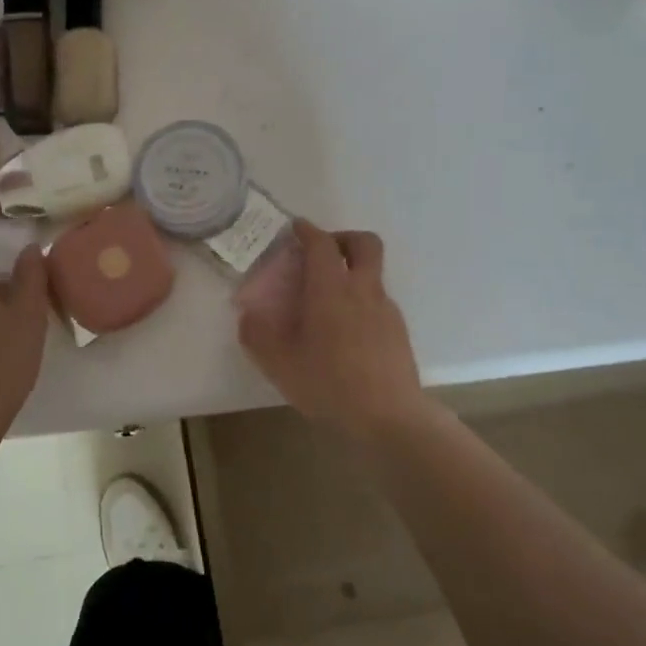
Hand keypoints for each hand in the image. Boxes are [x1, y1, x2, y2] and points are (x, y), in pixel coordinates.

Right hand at [238, 220, 430, 439]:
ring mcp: (386, 309)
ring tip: (326, 303)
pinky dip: (360, 302)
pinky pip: (377, 302)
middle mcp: (363, 290)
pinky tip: (344, 334)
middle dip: (342, 238)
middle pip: (364, 243)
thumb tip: (247, 315)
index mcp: (332, 289)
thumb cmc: (329, 384)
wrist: (389, 417)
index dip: (307, 230)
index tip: (295, 228)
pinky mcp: (398, 331)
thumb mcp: (279, 364)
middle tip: (321, 254)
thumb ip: (257, 335)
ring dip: (351, 273)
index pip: (321, 243)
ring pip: (372, 273)